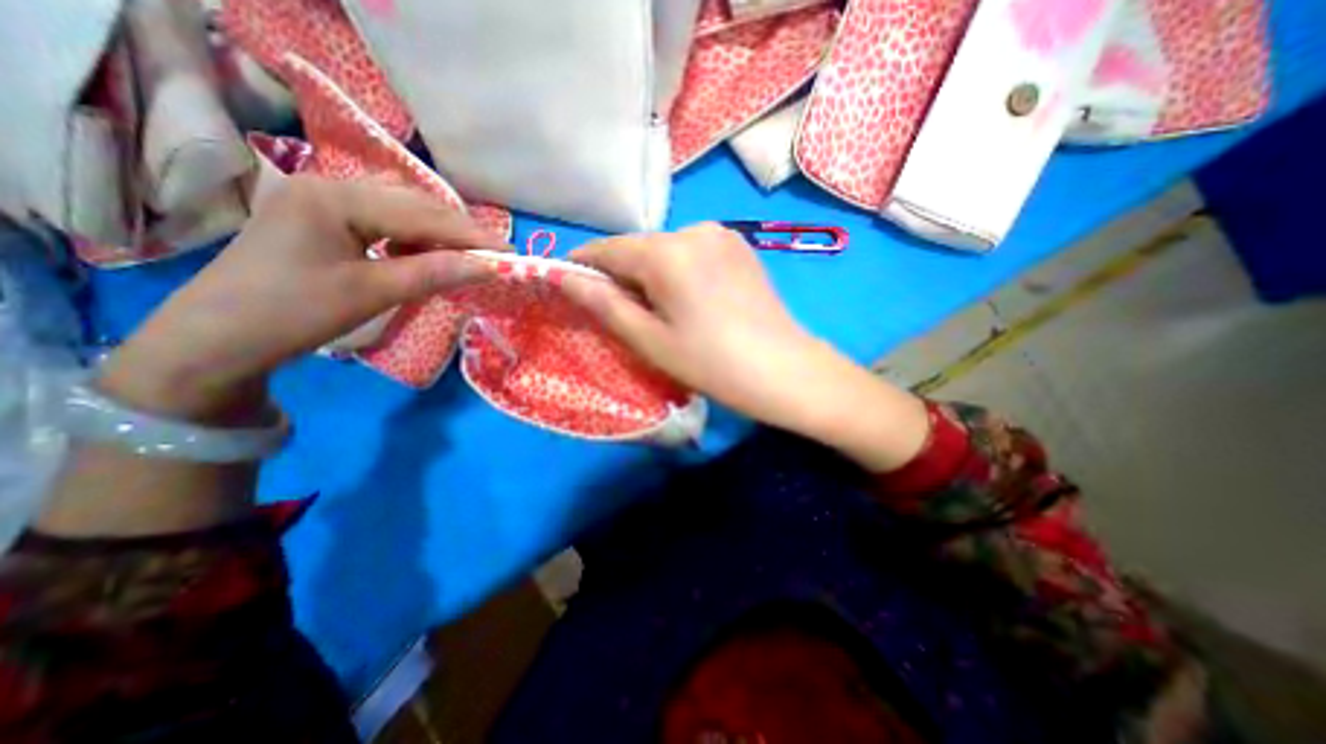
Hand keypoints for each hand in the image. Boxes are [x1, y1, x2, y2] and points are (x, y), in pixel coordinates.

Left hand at [100, 176, 509, 422]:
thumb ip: (434, 273)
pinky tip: (425, 252)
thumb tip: (489, 265)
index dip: (471, 234)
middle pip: (414, 203)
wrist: (218, 339)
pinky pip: (384, 219)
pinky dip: (414, 235)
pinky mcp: (323, 218)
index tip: (511, 252)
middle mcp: (330, 185)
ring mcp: (323, 200)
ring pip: (401, 208)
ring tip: (466, 256)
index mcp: (336, 198)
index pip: (423, 214)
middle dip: (458, 230)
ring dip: (438, 231)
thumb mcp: (372, 292)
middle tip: (494, 256)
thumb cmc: (294, 313)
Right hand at [557, 221, 824, 430]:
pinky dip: (678, 271)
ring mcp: (722, 235)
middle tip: (619, 311)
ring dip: (651, 274)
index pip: (608, 248)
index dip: (583, 264)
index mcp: (666, 251)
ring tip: (659, 311)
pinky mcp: (740, 247)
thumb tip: (564, 277)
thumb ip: (604, 304)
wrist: (784, 370)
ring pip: (666, 250)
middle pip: (639, 248)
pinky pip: (693, 253)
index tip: (568, 284)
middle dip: (621, 274)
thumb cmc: (711, 362)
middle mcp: (694, 229)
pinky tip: (689, 300)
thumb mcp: (650, 340)